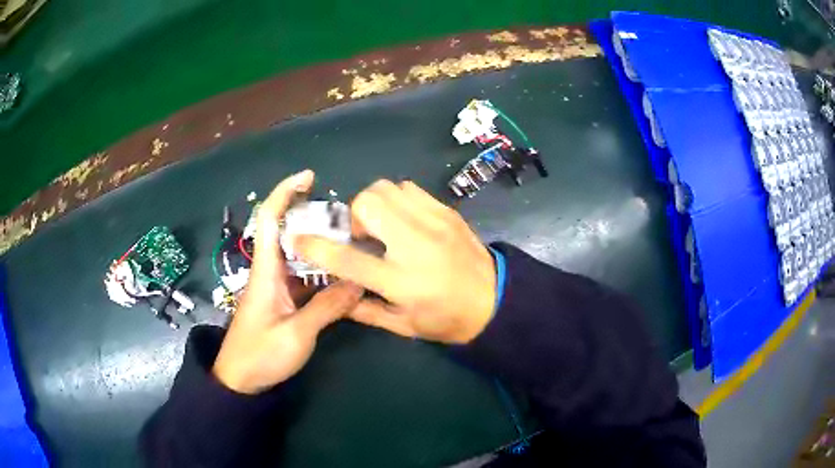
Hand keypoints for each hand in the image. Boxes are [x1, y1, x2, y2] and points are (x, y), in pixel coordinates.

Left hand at [213, 170, 363, 393]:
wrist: (241, 381)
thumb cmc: (260, 355)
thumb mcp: (297, 334)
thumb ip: (327, 308)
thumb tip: (359, 283)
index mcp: (266, 271)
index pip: (268, 219)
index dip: (285, 192)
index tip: (309, 177)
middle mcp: (269, 271)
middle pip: (287, 231)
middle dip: (312, 215)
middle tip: (346, 216)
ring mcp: (276, 286)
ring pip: (298, 254)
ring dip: (321, 244)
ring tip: (351, 241)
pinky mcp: (282, 300)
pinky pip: (303, 276)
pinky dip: (322, 271)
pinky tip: (342, 275)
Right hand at [295, 180, 495, 343]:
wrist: (494, 301)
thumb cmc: (447, 320)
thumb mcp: (404, 326)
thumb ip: (364, 310)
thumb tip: (335, 294)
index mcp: (401, 281)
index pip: (348, 259)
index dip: (316, 247)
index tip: (297, 238)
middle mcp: (415, 245)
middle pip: (368, 204)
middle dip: (353, 216)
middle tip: (364, 236)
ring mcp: (434, 223)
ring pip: (388, 188)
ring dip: (375, 204)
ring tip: (384, 227)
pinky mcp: (447, 211)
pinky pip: (410, 189)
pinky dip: (398, 199)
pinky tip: (405, 221)